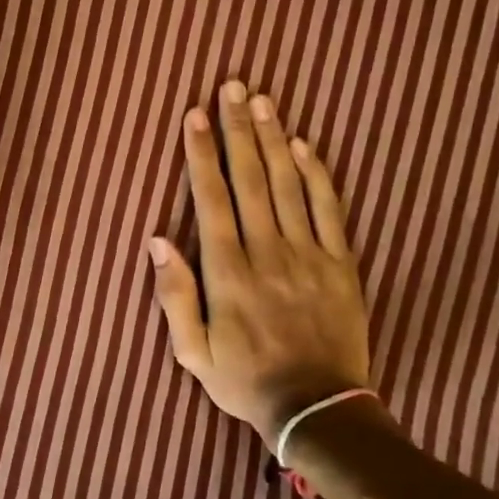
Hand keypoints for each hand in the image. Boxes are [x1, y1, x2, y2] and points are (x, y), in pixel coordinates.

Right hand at [149, 82, 370, 447]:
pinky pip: (329, 211)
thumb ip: (174, 295)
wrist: (318, 411)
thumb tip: (157, 240)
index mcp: (228, 272)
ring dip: (274, 139)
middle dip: (238, 130)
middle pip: (251, 179)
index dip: (201, 154)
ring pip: (289, 185)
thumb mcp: (192, 352)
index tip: (195, 115)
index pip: (212, 199)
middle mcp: (267, 253)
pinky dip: (317, 175)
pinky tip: (305, 145)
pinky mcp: (341, 265)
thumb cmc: (245, 380)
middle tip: (233, 87)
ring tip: (263, 101)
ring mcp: (309, 256)